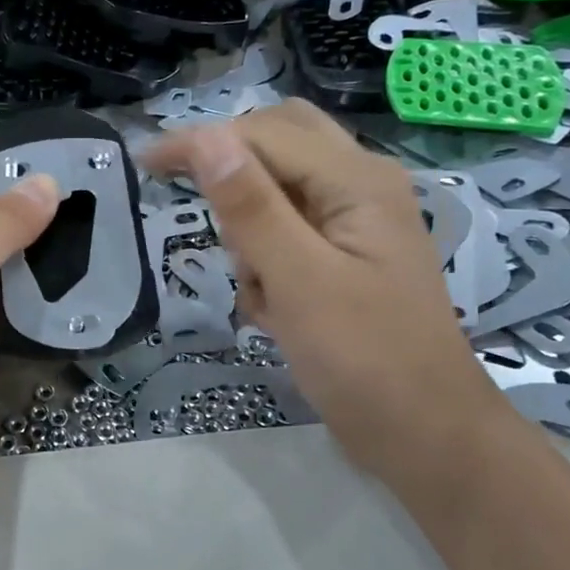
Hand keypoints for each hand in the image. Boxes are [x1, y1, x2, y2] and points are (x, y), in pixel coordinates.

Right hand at [144, 100, 505, 482]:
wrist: (425, 435)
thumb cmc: (363, 359)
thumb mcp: (298, 280)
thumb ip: (251, 206)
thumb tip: (206, 137)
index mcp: (357, 180)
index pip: (261, 134)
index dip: (200, 142)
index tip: (144, 166)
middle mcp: (361, 184)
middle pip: (276, 143)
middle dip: (233, 179)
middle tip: (209, 224)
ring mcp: (357, 220)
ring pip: (279, 189)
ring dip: (250, 228)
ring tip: (258, 287)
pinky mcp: (348, 254)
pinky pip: (289, 231)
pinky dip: (268, 258)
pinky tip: (273, 306)